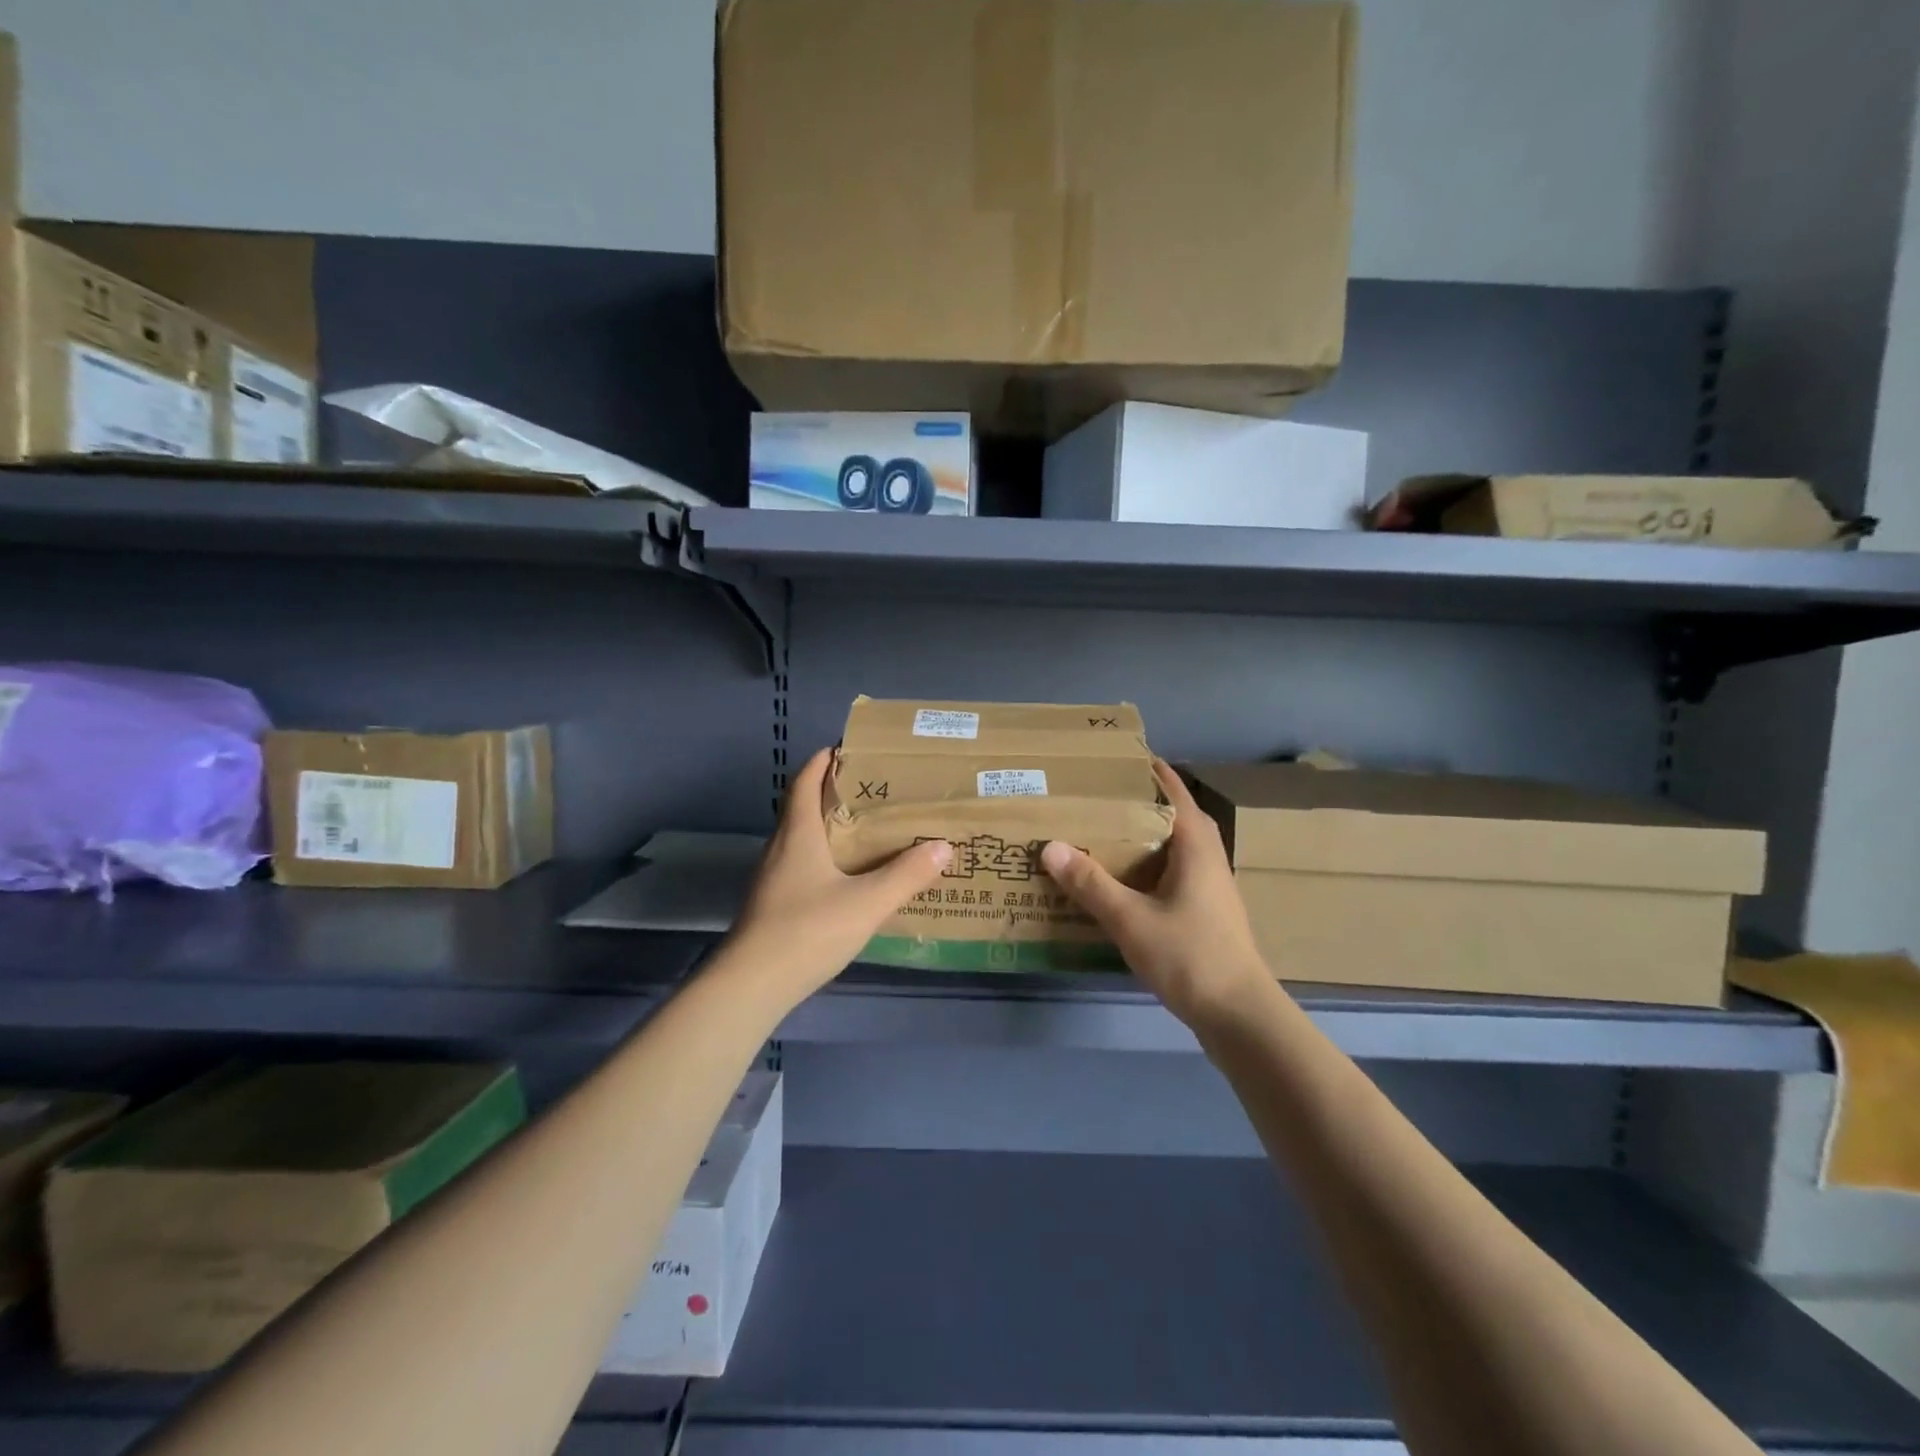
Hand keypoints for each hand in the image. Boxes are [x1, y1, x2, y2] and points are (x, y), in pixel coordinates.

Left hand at [725, 748, 951, 1000]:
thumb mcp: (867, 902)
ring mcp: (771, 879)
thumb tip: (944, 846)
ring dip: (828, 829)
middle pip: (802, 808)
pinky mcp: (771, 904)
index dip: (821, 762)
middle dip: (832, 794)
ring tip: (866, 832)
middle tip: (872, 792)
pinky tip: (846, 880)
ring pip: (800, 840)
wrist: (751, 985)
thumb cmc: (807, 931)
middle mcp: (780, 849)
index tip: (844, 749)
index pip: (804, 783)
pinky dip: (823, 859)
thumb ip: (907, 874)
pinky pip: (800, 867)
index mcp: (798, 834)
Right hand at [1041, 760, 1276, 1027]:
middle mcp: (1209, 860)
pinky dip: (1150, 866)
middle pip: (1178, 818)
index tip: (1122, 757)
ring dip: (1147, 836)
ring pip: (1177, 848)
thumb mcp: (1130, 919)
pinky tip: (1124, 882)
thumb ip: (1090, 883)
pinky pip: (1175, 874)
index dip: (1153, 773)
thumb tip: (1050, 846)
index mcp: (1196, 848)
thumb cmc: (1189, 956)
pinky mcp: (1207, 914)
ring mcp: (1212, 889)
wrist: (1239, 1016)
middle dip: (1144, 804)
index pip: (1176, 794)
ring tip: (1106, 833)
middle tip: (1103, 796)